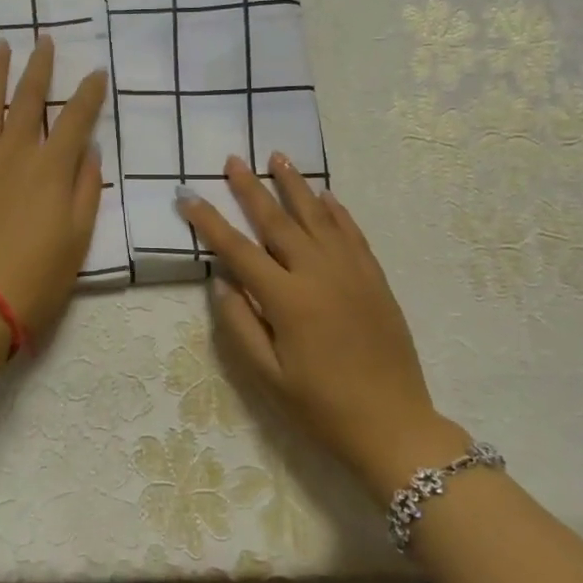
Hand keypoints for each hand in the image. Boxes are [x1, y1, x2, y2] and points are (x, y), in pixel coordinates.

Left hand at [0, 36, 106, 340]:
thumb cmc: (39, 275)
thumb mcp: (79, 237)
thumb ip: (86, 189)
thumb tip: (90, 151)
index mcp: (51, 168)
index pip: (76, 118)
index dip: (89, 93)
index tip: (97, 72)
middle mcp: (14, 154)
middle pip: (28, 99)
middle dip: (39, 67)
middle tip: (44, 41)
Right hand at [177, 154, 467, 496]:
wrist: (395, 426)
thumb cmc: (322, 408)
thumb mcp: (268, 377)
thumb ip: (240, 325)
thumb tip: (222, 282)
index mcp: (288, 300)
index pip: (238, 250)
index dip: (209, 221)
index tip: (187, 195)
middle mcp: (319, 274)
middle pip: (278, 221)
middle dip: (251, 188)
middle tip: (233, 159)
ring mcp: (352, 273)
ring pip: (318, 217)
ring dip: (295, 186)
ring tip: (278, 156)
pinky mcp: (375, 279)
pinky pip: (352, 234)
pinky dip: (336, 211)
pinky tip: (325, 195)